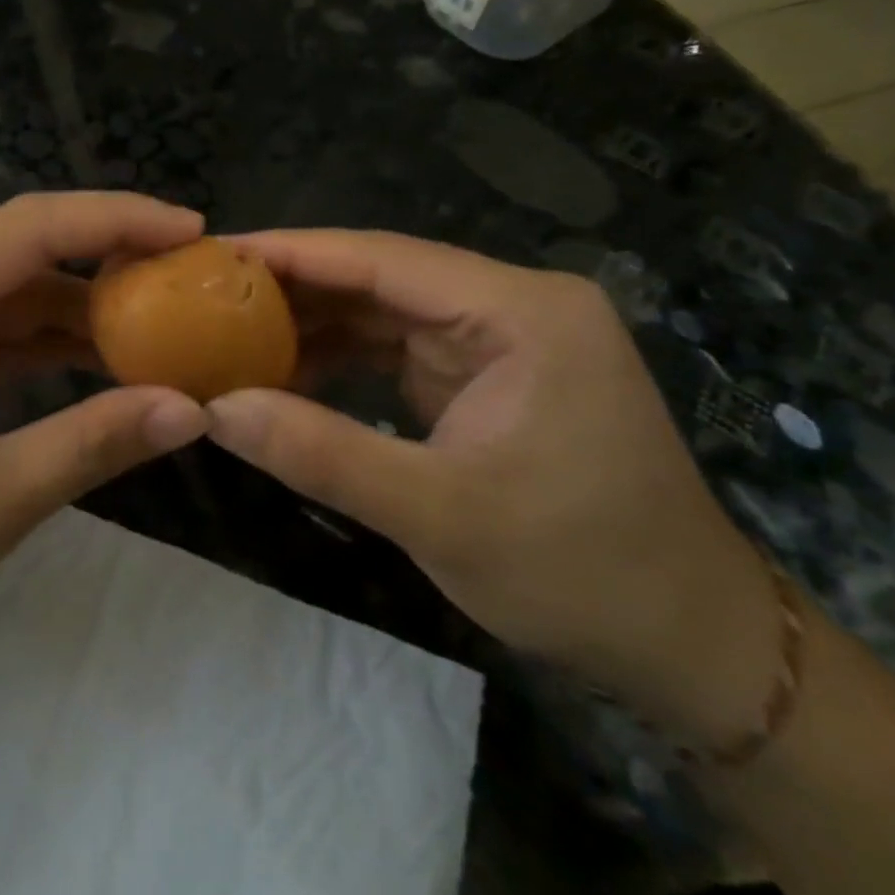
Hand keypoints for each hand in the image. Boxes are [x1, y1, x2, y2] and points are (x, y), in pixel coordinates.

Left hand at [0, 193, 210, 674]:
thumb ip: (92, 444)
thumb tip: (193, 410)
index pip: (27, 229)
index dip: (115, 220)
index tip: (191, 230)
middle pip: (22, 244)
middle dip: (109, 251)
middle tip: (191, 269)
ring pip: (15, 286)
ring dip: (85, 301)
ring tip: (166, 317)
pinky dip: (53, 338)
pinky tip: (108, 357)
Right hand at [204, 230, 779, 747]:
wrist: (690, 643)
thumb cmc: (579, 572)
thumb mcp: (437, 515)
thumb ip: (320, 454)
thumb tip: (215, 408)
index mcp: (520, 311)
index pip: (383, 256)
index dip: (291, 252)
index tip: (212, 255)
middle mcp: (512, 305)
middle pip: (380, 274)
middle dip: (292, 286)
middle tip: (204, 294)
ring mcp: (501, 337)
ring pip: (382, 309)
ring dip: (311, 323)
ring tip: (228, 331)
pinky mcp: (488, 372)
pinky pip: (395, 346)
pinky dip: (340, 357)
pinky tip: (283, 372)